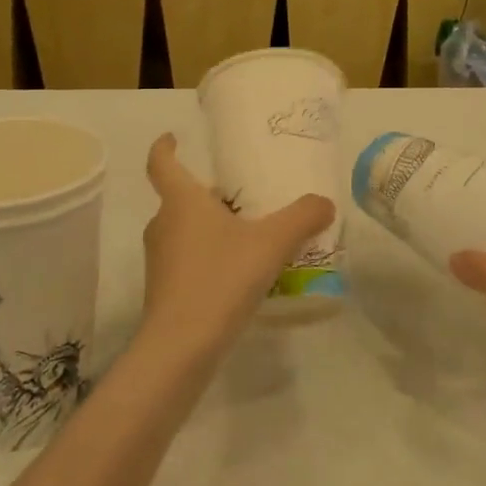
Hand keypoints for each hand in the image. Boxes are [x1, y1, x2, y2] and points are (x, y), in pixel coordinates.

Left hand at [139, 134, 334, 356]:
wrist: (181, 347)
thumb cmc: (221, 278)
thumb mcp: (271, 243)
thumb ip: (302, 217)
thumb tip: (325, 202)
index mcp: (181, 202)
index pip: (161, 163)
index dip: (165, 147)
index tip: (173, 138)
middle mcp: (163, 225)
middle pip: (181, 199)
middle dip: (209, 195)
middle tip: (243, 196)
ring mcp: (160, 260)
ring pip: (185, 231)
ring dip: (211, 228)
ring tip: (249, 235)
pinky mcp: (164, 291)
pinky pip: (188, 260)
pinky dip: (210, 258)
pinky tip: (241, 274)